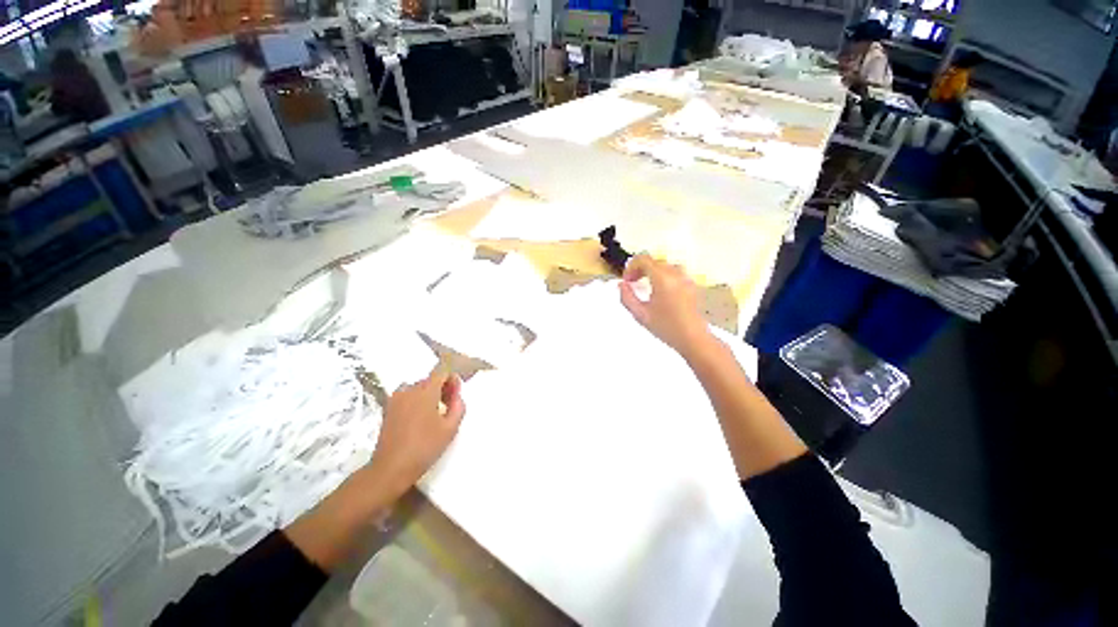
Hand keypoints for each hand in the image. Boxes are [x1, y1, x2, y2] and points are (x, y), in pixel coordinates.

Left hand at [367, 366, 465, 499]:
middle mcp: (409, 389)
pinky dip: (416, 401)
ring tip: (435, 413)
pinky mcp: (388, 409)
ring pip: (418, 388)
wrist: (391, 468)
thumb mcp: (451, 428)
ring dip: (429, 394)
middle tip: (450, 405)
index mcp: (425, 391)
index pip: (442, 372)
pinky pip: (407, 396)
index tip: (456, 393)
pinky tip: (420, 419)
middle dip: (442, 388)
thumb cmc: (424, 447)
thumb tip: (457, 395)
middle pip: (430, 379)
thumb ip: (459, 406)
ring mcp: (396, 399)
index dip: (452, 379)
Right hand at [619, 254, 712, 356]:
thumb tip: (621, 285)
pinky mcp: (691, 284)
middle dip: (640, 269)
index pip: (643, 259)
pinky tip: (658, 291)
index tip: (627, 280)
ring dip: (651, 271)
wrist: (693, 338)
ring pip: (663, 265)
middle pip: (653, 261)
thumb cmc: (666, 327)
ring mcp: (685, 278)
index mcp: (662, 278)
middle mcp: (675, 273)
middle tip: (632, 283)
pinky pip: (673, 272)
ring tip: (644, 285)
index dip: (631, 267)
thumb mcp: (640, 314)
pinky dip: (662, 276)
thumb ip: (627, 297)